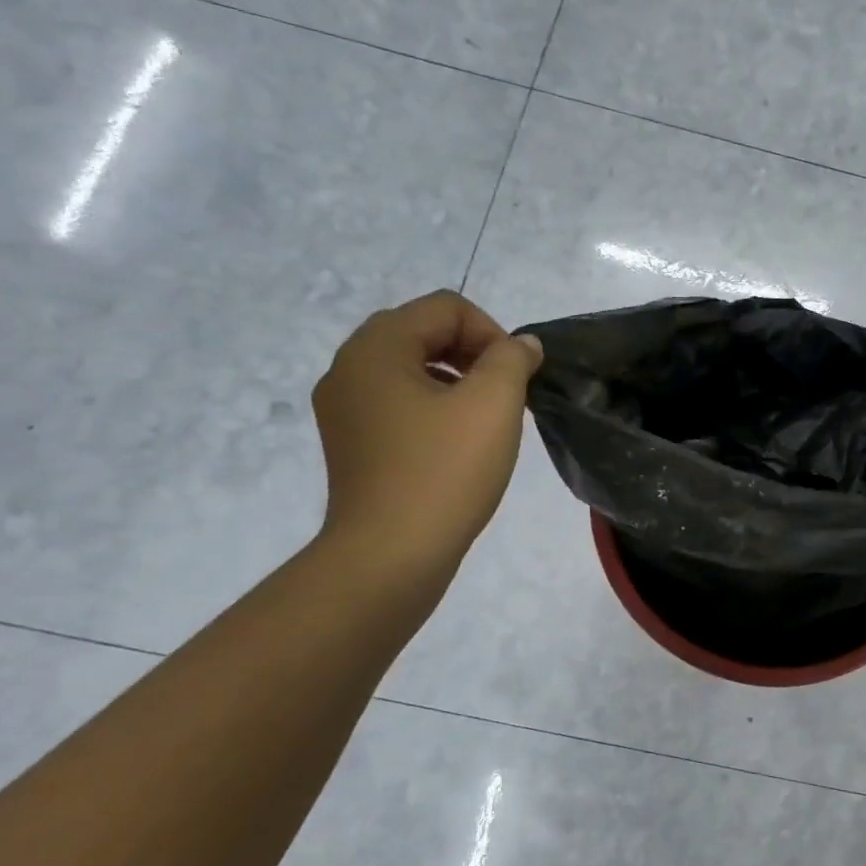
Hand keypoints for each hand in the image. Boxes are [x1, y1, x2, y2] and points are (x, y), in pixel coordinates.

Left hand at [312, 291, 542, 573]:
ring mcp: (344, 410)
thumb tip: (520, 346)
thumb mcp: (493, 404)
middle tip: (505, 393)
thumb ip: (512, 359)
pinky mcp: (351, 444)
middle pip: (422, 331)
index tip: (517, 377)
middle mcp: (349, 368)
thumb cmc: (444, 472)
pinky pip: (398, 403)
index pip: (445, 308)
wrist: (390, 557)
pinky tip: (459, 444)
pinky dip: (434, 408)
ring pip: (410, 369)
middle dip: (474, 353)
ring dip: (456, 380)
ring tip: (486, 420)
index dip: (492, 332)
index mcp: (376, 348)